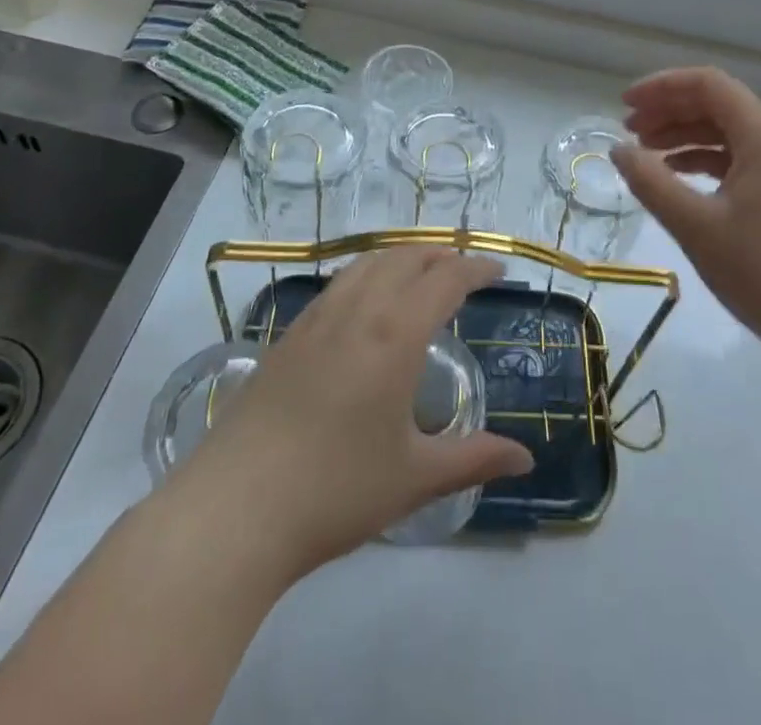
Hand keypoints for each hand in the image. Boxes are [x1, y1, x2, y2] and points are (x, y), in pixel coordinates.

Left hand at [166, 248, 533, 583]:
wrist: (235, 507)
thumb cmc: (335, 490)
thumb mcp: (414, 478)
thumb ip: (473, 459)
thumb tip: (525, 460)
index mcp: (395, 334)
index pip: (445, 279)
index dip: (475, 268)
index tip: (498, 270)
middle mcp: (358, 310)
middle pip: (405, 258)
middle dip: (440, 254)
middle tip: (464, 268)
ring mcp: (317, 318)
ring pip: (367, 263)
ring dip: (402, 257)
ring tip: (420, 272)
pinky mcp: (289, 334)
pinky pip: (340, 282)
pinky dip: (368, 272)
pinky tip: (367, 300)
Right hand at [611, 68, 760, 351]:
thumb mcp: (694, 224)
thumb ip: (650, 181)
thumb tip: (618, 150)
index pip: (708, 84)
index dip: (662, 86)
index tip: (624, 105)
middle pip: (717, 104)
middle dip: (669, 110)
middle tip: (627, 130)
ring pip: (727, 132)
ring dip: (684, 135)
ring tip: (644, 153)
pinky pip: (739, 158)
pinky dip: (704, 160)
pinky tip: (676, 178)